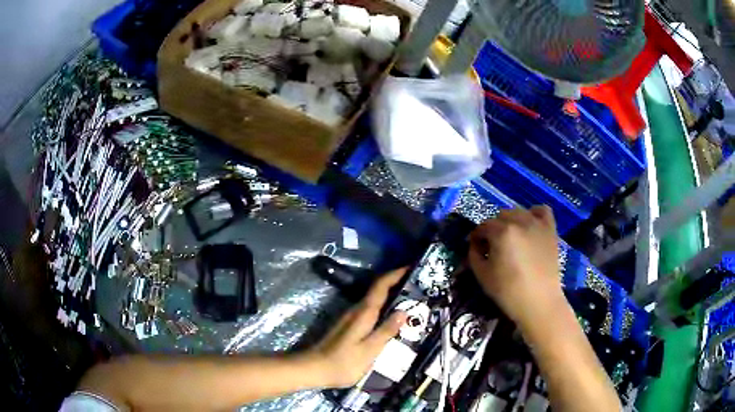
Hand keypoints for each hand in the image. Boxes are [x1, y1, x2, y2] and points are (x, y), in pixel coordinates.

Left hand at [305, 268, 407, 387]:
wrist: (313, 368)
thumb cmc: (343, 362)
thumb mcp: (369, 350)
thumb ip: (386, 331)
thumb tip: (403, 311)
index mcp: (363, 313)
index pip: (381, 286)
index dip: (396, 274)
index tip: (412, 267)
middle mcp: (356, 310)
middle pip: (378, 290)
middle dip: (397, 284)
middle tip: (418, 286)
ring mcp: (350, 317)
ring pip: (374, 300)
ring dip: (391, 296)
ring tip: (411, 301)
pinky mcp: (348, 326)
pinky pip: (370, 310)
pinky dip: (383, 308)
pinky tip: (391, 318)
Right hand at [468, 206, 562, 326]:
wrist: (539, 302)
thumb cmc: (508, 291)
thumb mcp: (482, 275)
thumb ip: (474, 254)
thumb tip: (475, 244)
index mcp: (501, 232)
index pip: (483, 226)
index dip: (476, 236)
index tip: (474, 246)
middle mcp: (519, 221)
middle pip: (500, 216)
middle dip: (493, 228)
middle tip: (492, 245)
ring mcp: (537, 224)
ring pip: (518, 211)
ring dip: (511, 221)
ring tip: (511, 237)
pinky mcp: (550, 229)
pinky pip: (542, 210)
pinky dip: (534, 214)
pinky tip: (530, 225)